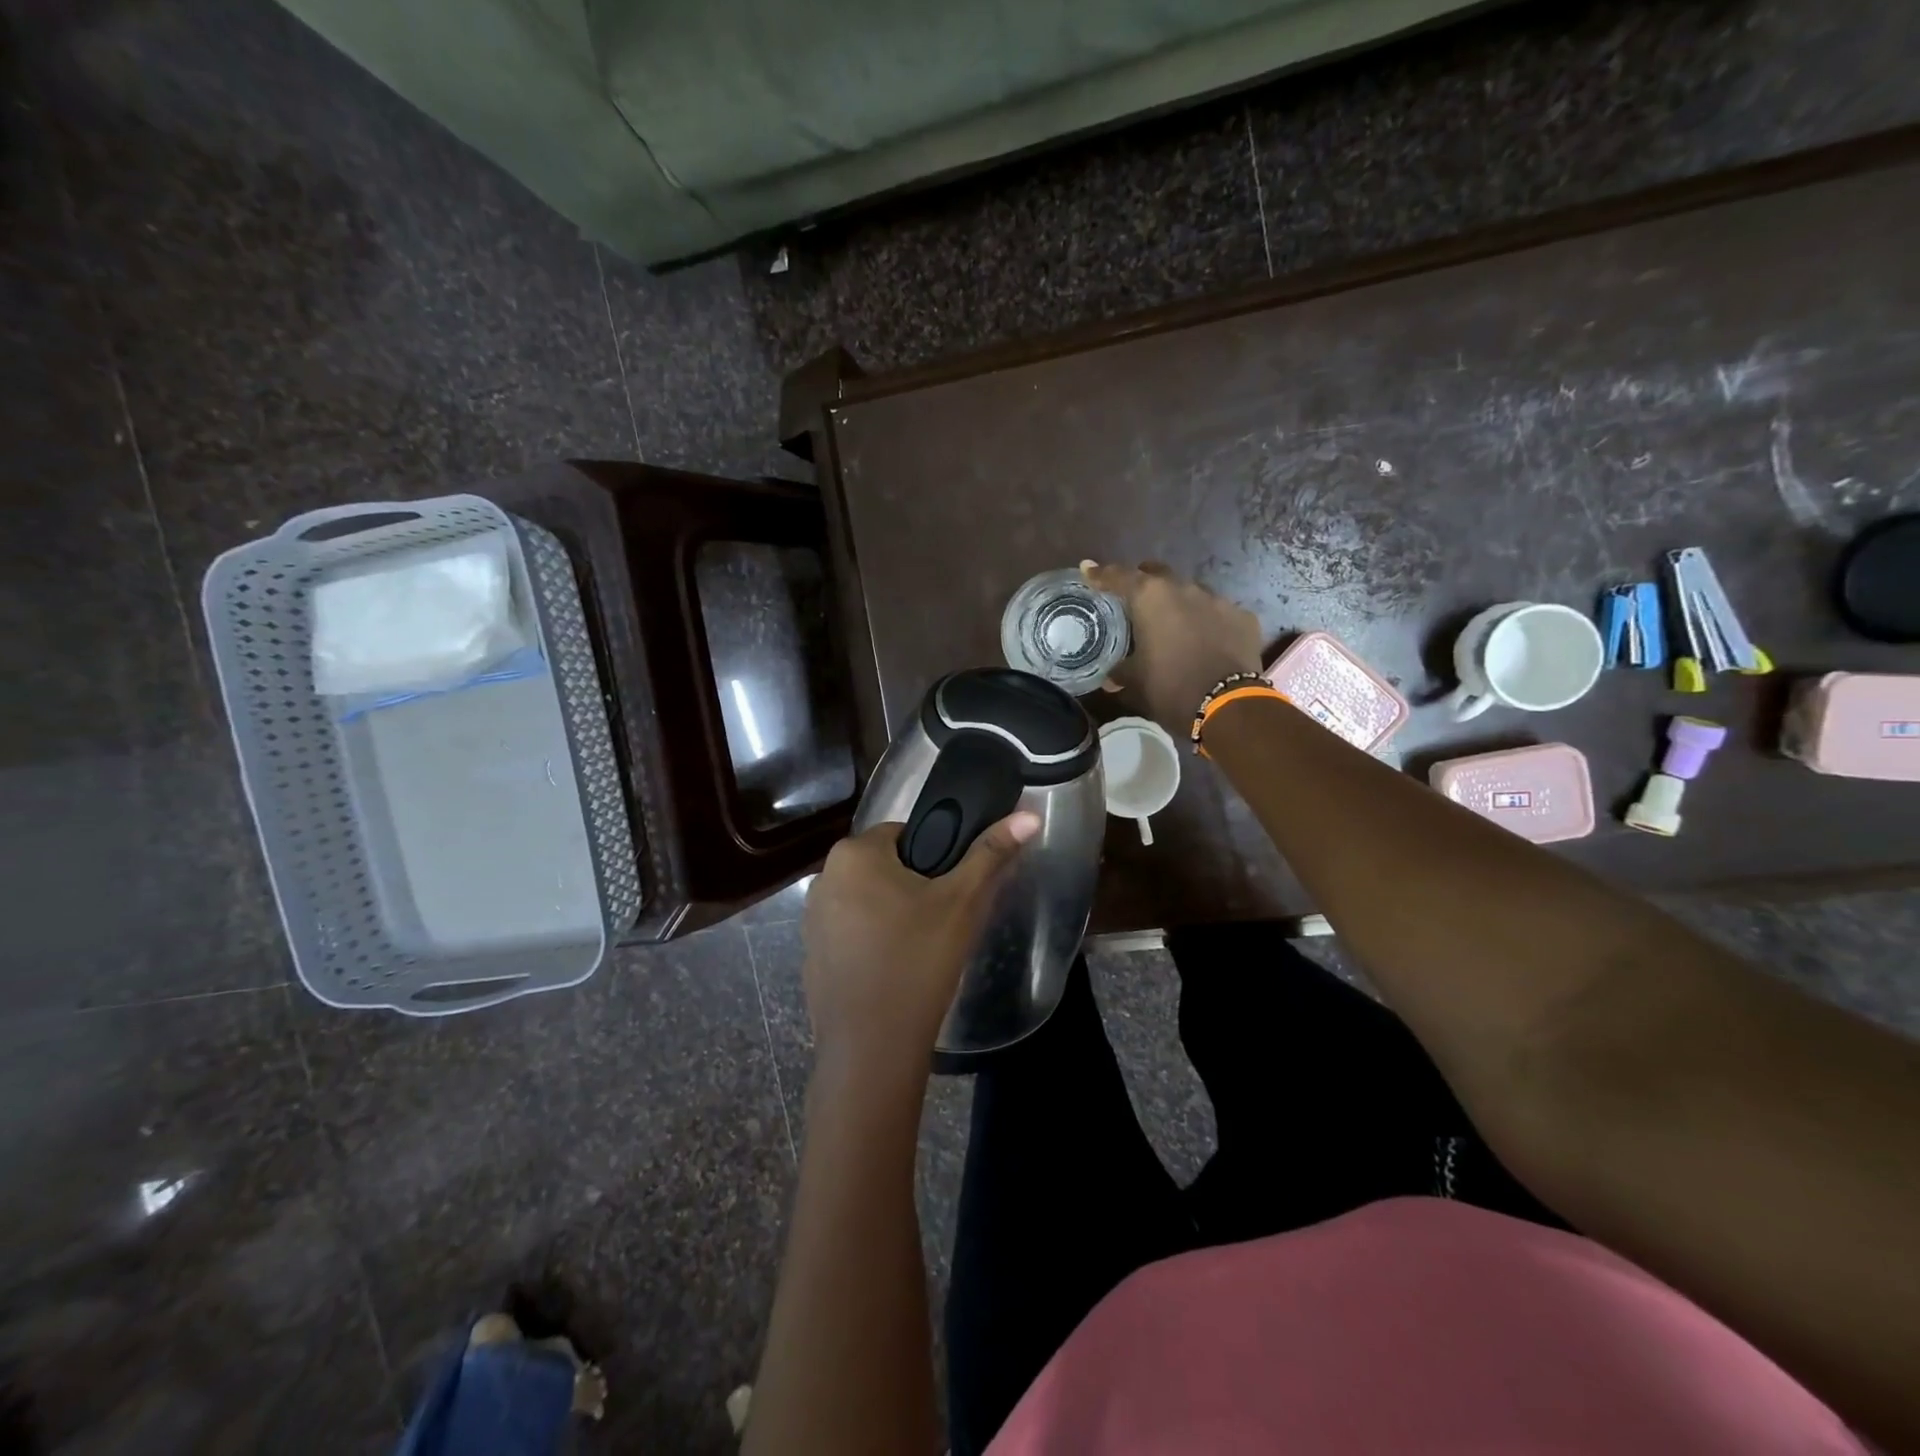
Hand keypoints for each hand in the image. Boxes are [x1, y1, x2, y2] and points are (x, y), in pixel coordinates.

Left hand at [802, 811, 1041, 1080]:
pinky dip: (872, 941)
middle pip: (884, 866)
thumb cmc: (918, 961)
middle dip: (914, 886)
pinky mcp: (812, 955)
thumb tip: (1028, 815)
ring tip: (922, 947)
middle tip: (944, 919)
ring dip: (893, 912)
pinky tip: (895, 969)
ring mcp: (812, 919)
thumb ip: (992, 854)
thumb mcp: (962, 903)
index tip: (953, 887)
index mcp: (854, 854)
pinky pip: (851, 932)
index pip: (904, 833)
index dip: (935, 856)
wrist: (871, 1048)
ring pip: (868, 899)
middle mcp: (824, 877)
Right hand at [1082, 561, 1263, 736]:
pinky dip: (1208, 622)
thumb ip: (1120, 671)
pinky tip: (1206, 641)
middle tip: (1135, 599)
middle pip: (1158, 575)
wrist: (1226, 706)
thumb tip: (1110, 677)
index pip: (1118, 577)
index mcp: (1151, 598)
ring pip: (1191, 593)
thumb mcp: (1135, 682)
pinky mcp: (1243, 617)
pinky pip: (1219, 614)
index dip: (1100, 574)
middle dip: (1144, 582)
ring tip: (1174, 626)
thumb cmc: (1170, 688)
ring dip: (1179, 605)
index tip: (1089, 570)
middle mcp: (1184, 589)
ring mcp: (1219, 601)